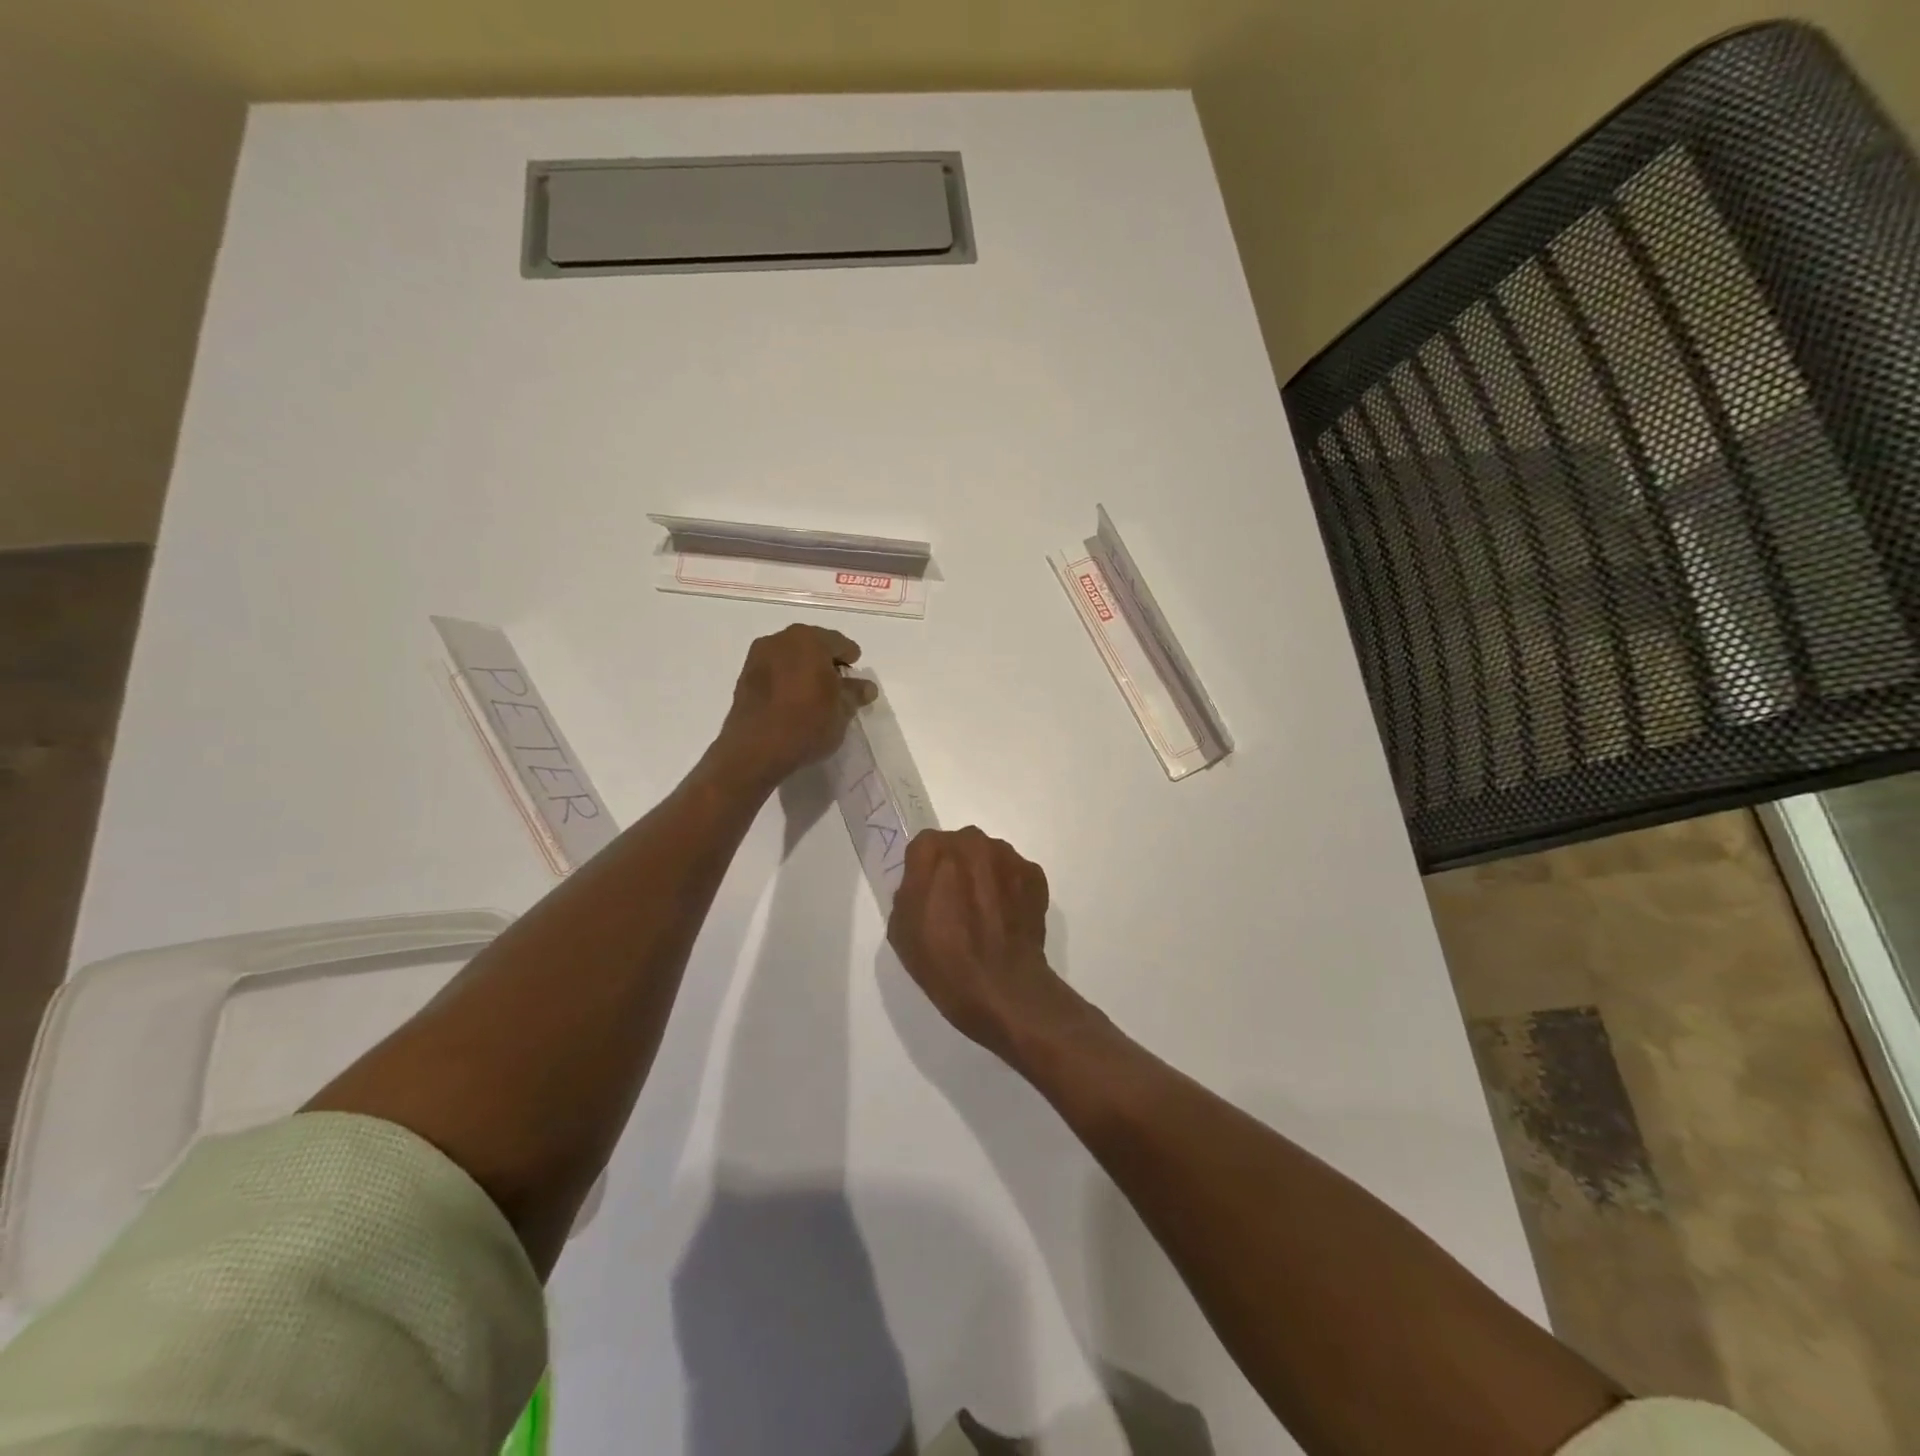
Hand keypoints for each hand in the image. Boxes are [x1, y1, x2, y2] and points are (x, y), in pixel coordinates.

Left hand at [716, 624, 875, 786]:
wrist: (755, 750)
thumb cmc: (807, 724)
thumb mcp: (842, 711)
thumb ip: (855, 693)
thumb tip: (866, 687)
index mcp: (810, 640)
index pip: (840, 643)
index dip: (851, 659)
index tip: (855, 676)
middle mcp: (781, 639)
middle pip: (813, 645)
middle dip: (826, 662)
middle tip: (837, 684)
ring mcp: (758, 656)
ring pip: (790, 656)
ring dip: (804, 669)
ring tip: (814, 694)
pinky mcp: (744, 676)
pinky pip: (774, 670)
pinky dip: (786, 678)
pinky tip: (792, 700)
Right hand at [888, 827, 1073, 1059]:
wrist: (999, 988)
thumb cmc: (941, 960)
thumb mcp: (900, 927)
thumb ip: (910, 890)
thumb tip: (927, 884)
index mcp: (933, 851)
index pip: (924, 847)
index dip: (924, 871)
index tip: (928, 895)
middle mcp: (972, 842)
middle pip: (960, 847)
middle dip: (957, 868)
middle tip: (957, 904)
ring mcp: (1008, 857)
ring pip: (990, 858)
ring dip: (986, 877)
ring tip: (987, 915)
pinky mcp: (1035, 875)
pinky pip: (1015, 874)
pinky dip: (1011, 890)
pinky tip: (1007, 920)